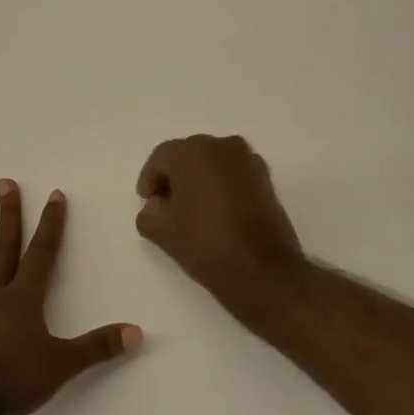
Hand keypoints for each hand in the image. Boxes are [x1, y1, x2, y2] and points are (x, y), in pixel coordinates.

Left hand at [0, 180, 141, 414]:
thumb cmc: (10, 380)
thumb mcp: (61, 366)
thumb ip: (97, 348)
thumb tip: (137, 332)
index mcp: (23, 300)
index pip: (41, 254)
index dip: (51, 224)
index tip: (54, 195)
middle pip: (3, 248)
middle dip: (8, 215)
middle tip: (4, 184)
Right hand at [135, 135, 305, 315]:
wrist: (262, 269)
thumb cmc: (206, 244)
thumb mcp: (161, 231)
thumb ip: (148, 211)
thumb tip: (158, 204)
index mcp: (192, 153)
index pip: (161, 158)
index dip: (150, 180)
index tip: (148, 202)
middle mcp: (222, 146)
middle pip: (188, 155)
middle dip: (175, 176)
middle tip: (167, 204)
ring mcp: (248, 160)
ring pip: (213, 161)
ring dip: (199, 178)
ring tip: (192, 208)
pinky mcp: (265, 177)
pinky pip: (233, 172)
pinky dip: (221, 183)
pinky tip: (217, 209)